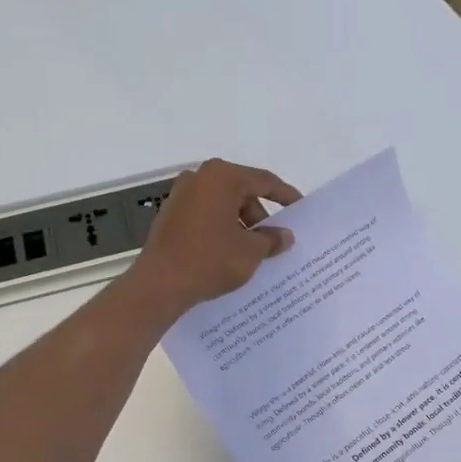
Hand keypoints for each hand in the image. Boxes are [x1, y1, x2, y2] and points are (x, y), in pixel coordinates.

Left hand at [128, 158, 300, 316]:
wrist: (159, 284)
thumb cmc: (210, 259)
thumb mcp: (251, 251)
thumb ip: (272, 239)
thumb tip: (285, 236)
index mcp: (222, 177)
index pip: (264, 181)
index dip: (285, 195)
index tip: (301, 208)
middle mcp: (199, 178)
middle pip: (241, 191)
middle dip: (260, 216)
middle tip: (275, 240)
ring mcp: (180, 196)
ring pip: (222, 205)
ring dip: (241, 224)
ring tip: (253, 251)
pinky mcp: (169, 215)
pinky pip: (205, 216)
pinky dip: (221, 229)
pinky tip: (229, 252)